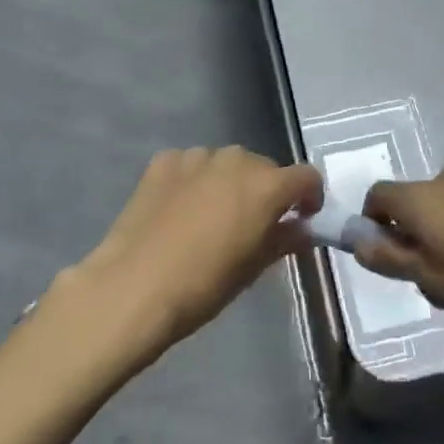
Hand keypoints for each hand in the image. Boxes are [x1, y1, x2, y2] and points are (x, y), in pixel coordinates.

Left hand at [67, 147, 322, 357]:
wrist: (133, 287)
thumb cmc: (203, 285)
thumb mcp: (253, 268)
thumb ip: (284, 240)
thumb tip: (303, 229)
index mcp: (266, 185)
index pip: (306, 177)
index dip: (309, 197)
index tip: (302, 218)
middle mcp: (236, 160)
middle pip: (265, 167)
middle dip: (266, 191)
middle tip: (253, 224)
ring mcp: (197, 156)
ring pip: (226, 163)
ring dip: (229, 182)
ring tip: (212, 215)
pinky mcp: (164, 161)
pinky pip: (191, 165)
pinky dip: (194, 180)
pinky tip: (179, 208)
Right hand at [357, 165, 443, 330]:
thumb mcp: (437, 278)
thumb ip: (391, 258)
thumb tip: (354, 239)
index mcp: (421, 196)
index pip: (376, 198)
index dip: (372, 229)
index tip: (390, 265)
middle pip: (410, 207)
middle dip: (412, 246)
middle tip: (435, 291)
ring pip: (442, 212)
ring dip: (441, 246)